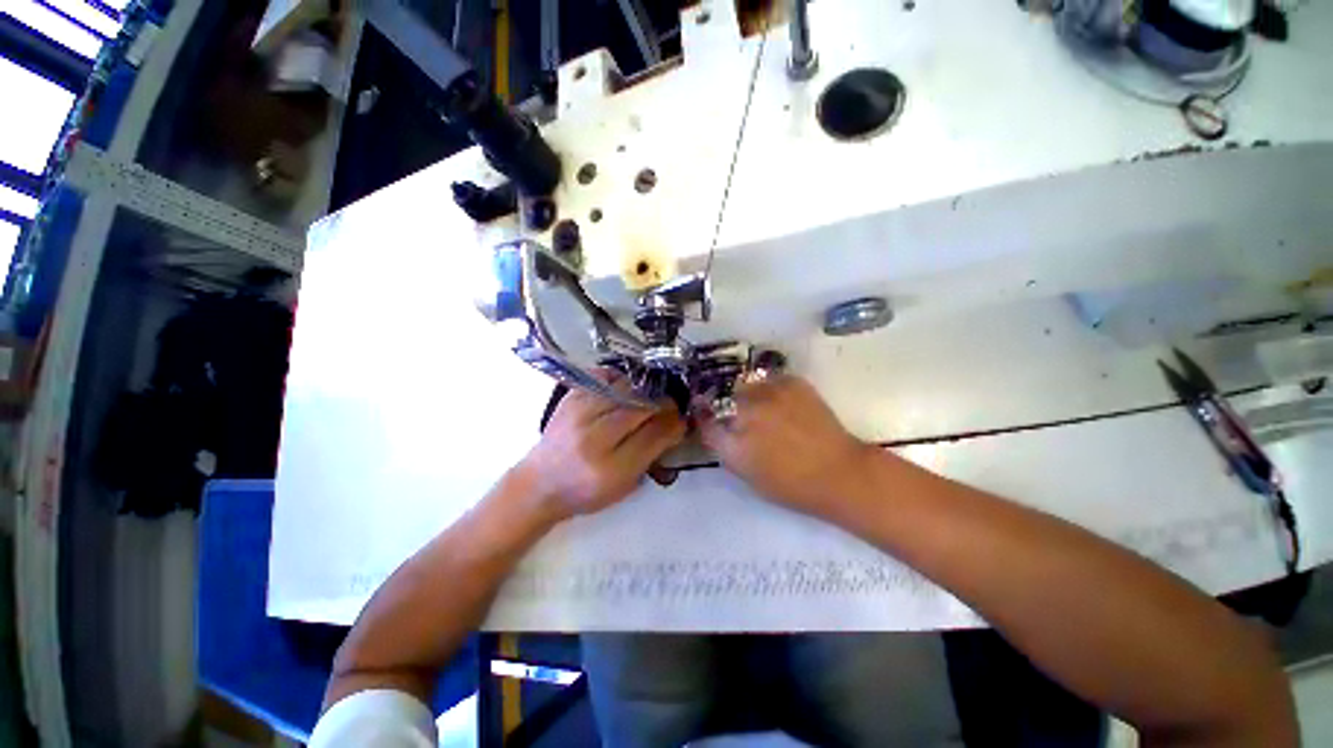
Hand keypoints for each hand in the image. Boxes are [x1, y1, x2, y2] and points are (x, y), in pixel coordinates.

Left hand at [516, 387, 685, 520]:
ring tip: (649, 398)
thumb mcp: (623, 487)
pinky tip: (625, 389)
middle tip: (670, 407)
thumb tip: (674, 426)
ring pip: (625, 389)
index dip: (674, 424)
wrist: (539, 484)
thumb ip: (651, 457)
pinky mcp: (569, 399)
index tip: (682, 420)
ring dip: (644, 392)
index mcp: (610, 469)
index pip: (654, 436)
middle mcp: (594, 438)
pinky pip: (603, 377)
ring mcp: (579, 414)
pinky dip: (620, 380)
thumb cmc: (585, 492)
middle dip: (663, 405)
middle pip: (642, 408)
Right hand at [699, 376, 874, 519]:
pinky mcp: (792, 383)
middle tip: (743, 417)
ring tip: (765, 408)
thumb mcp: (748, 475)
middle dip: (729, 407)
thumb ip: (727, 449)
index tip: (709, 418)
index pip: (706, 422)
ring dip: (749, 396)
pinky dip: (771, 390)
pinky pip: (770, 380)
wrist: (840, 472)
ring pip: (746, 386)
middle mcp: (746, 413)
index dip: (705, 418)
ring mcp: (769, 394)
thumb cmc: (792, 485)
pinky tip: (783, 403)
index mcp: (733, 442)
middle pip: (723, 399)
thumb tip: (717, 428)